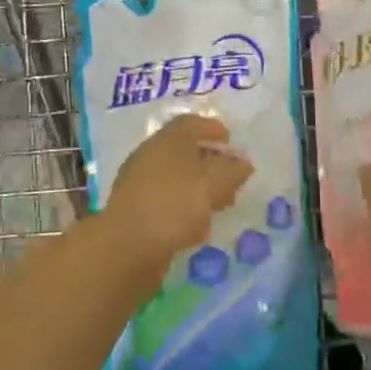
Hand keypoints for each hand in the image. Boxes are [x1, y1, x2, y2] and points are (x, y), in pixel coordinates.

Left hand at [102, 115, 251, 265]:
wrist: (126, 246)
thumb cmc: (174, 204)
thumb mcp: (212, 185)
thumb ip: (232, 172)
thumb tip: (244, 163)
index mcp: (167, 139)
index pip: (190, 123)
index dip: (211, 128)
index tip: (229, 139)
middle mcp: (150, 155)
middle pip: (183, 150)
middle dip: (209, 160)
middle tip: (230, 174)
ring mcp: (139, 183)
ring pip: (175, 177)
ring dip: (198, 185)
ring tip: (220, 202)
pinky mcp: (135, 210)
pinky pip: (166, 199)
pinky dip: (184, 205)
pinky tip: (197, 223)